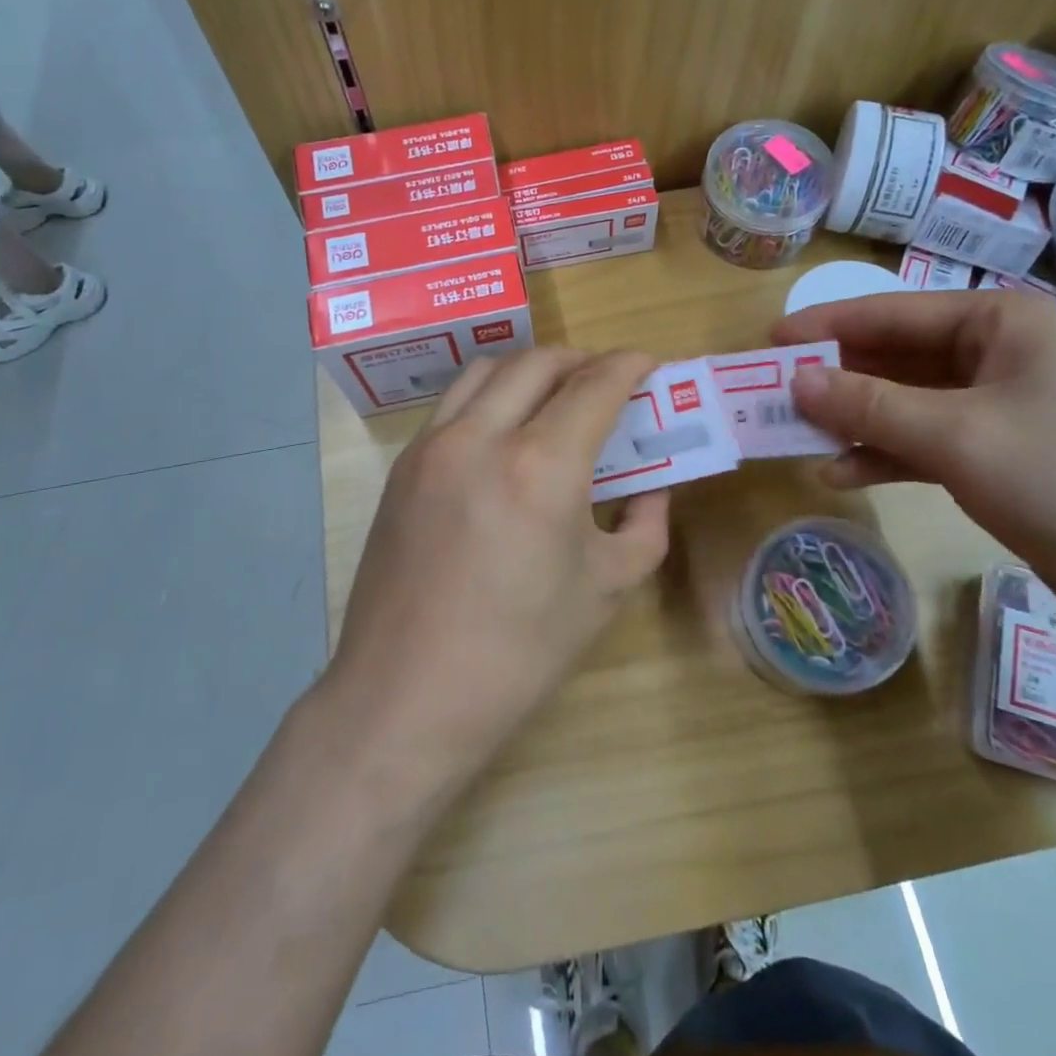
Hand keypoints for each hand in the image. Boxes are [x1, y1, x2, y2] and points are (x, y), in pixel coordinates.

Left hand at [326, 349, 669, 787]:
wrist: (408, 695)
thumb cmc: (519, 651)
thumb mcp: (605, 589)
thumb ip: (643, 525)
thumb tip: (651, 489)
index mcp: (540, 466)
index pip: (594, 386)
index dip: (628, 365)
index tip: (647, 362)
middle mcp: (481, 437)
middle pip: (538, 362)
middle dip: (581, 359)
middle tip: (607, 378)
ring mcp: (432, 447)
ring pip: (487, 370)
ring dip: (531, 369)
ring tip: (555, 393)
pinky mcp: (403, 467)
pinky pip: (453, 404)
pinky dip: (490, 395)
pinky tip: (504, 430)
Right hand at [774, 290, 1055, 638]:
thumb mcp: (956, 435)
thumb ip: (867, 405)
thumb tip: (794, 380)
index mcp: (1000, 322)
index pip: (893, 312)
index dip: (827, 326)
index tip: (770, 341)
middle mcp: (998, 353)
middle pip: (896, 357)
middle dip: (837, 380)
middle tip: (774, 394)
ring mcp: (998, 406)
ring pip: (905, 401)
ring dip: (854, 420)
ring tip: (797, 437)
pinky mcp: (996, 453)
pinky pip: (924, 440)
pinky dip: (884, 454)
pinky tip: (840, 474)